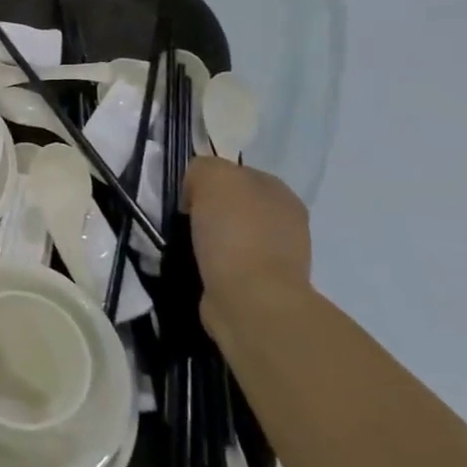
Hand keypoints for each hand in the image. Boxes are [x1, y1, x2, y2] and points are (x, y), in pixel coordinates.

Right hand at [183, 157, 312, 308]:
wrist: (250, 298)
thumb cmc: (234, 232)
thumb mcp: (213, 177)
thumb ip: (203, 167)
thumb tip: (196, 186)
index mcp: (279, 191)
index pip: (235, 173)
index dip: (205, 179)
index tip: (183, 195)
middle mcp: (285, 219)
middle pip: (233, 203)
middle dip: (207, 208)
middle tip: (182, 218)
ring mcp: (278, 254)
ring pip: (230, 232)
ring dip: (208, 237)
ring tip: (186, 244)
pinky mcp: (261, 284)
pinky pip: (227, 261)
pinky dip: (211, 262)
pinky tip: (199, 266)